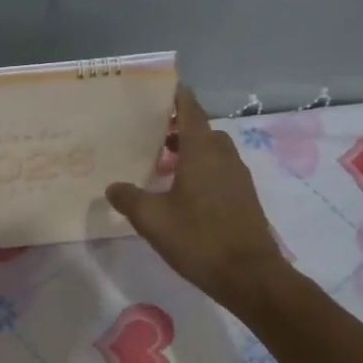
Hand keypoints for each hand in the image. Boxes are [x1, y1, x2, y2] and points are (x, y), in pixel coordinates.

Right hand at [106, 86, 290, 316]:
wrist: (249, 275)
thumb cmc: (198, 239)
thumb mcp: (152, 219)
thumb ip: (129, 199)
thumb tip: (113, 187)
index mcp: (202, 151)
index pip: (191, 110)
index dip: (178, 96)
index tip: (164, 87)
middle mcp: (224, 156)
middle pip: (202, 130)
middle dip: (179, 128)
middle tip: (153, 134)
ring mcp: (238, 177)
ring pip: (212, 152)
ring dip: (191, 151)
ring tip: (163, 165)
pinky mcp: (244, 197)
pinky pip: (220, 171)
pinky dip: (202, 171)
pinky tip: (183, 193)